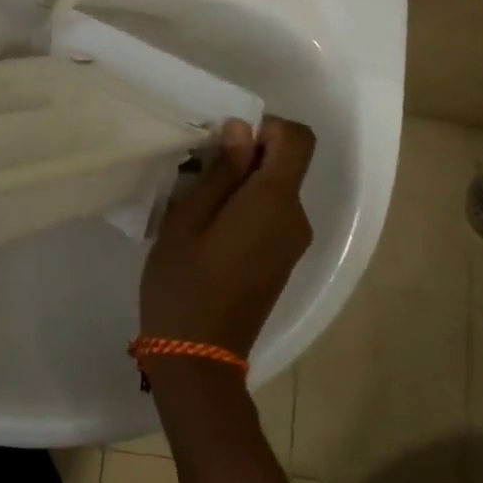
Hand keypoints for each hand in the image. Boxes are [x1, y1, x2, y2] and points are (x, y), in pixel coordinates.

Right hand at [139, 116, 316, 356]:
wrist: (198, 356)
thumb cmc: (184, 280)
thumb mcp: (189, 217)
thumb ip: (221, 171)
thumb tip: (242, 130)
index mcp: (275, 202)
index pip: (298, 139)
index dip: (266, 127)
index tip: (226, 142)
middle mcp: (295, 219)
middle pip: (286, 164)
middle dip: (246, 155)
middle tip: (197, 172)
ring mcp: (292, 243)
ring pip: (275, 190)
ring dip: (242, 183)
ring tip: (196, 203)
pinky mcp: (281, 261)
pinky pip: (272, 216)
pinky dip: (246, 207)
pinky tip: (209, 230)